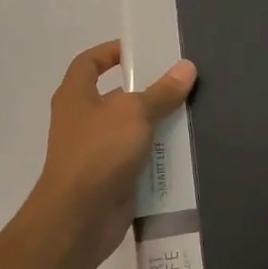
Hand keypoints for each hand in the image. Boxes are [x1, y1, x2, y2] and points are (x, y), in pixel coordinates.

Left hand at [28, 40, 196, 265]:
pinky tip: (185, 148)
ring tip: (191, 111)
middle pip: (116, 96)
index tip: (140, 50)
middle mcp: (82, 120)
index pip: (88, 62)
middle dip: (146, 89)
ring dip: (156, 123)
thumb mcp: (136, 113)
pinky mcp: (111, 177)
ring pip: (131, 128)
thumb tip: (186, 67)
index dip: (111, 52)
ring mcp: (96, 151)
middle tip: (180, 81)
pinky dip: (157, 153)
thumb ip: (162, 91)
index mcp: (76, 96)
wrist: (79, 218)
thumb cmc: (100, 152)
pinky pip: (138, 157)